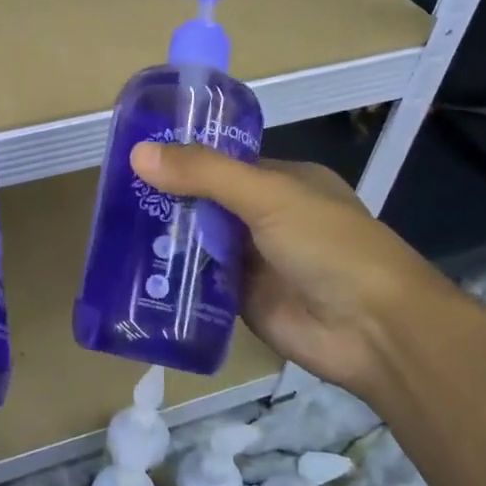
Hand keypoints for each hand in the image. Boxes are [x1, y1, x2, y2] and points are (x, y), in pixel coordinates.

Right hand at [130, 143, 454, 396]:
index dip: (182, 159)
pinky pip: (200, 284)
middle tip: (112, 197)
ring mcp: (255, 260)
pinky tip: (133, 272)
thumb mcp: (268, 196)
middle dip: (167, 200)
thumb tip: (139, 154)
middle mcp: (267, 217)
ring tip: (111, 230)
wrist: (374, 331)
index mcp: (283, 182)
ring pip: (200, 243)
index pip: (222, 163)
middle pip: (206, 202)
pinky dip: (173, 278)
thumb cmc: (329, 246)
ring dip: (166, 239)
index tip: (134, 157)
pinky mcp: (243, 300)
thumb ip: (206, 174)